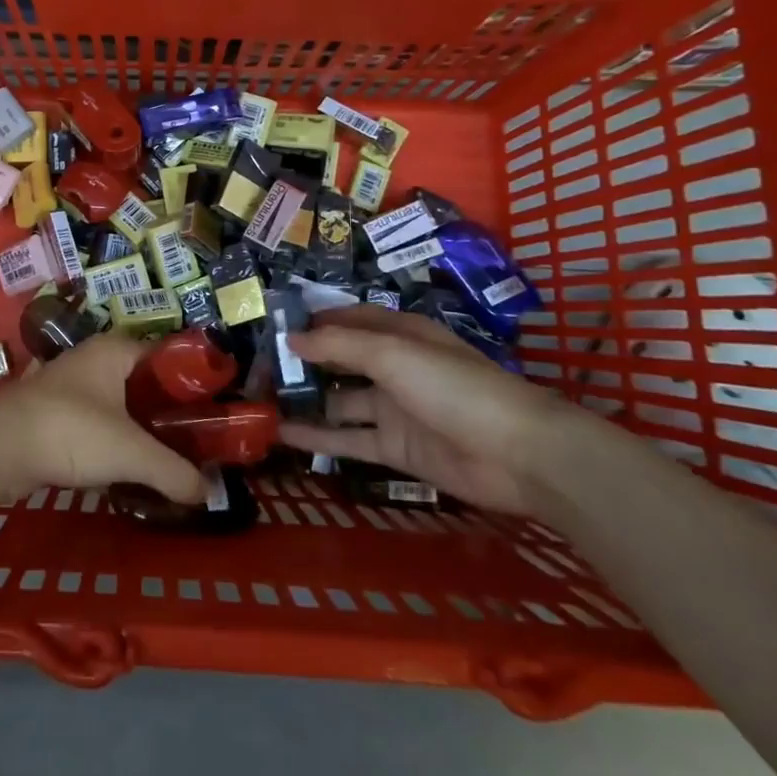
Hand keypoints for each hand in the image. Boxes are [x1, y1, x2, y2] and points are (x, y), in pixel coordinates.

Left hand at [0, 335, 203, 505]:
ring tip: (167, 459)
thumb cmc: (70, 431)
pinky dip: (111, 442)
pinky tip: (126, 467)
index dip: (191, 383)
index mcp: (114, 350)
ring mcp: (67, 386)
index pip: (165, 356)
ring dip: (137, 429)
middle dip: (165, 412)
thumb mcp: (131, 452)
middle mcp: (91, 359)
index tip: (213, 413)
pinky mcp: (50, 414)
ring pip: (116, 405)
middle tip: (195, 443)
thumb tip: (208, 494)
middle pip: (142, 383)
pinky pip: (94, 424)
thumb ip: (173, 472)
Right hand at [282, 306, 593, 514]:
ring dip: (306, 400)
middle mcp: (393, 367)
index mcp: (398, 333)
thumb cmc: (454, 387)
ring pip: (339, 401)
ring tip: (261, 401)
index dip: (311, 320)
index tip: (271, 325)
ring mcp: (394, 409)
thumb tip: (291, 338)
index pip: (346, 320)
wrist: (518, 455)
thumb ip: (338, 346)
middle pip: (339, 360)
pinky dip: (317, 437)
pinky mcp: (396, 448)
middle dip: (302, 362)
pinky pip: (348, 439)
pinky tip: (282, 434)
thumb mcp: (392, 354)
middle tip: (258, 367)